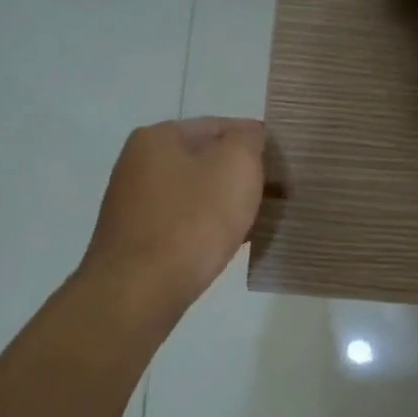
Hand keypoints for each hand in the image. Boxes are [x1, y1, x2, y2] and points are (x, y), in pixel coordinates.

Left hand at [82, 117, 265, 312]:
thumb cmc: (193, 220)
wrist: (139, 290)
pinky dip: (207, 227)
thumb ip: (249, 140)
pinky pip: (183, 222)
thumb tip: (249, 137)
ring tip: (259, 221)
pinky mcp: (136, 238)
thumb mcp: (236, 165)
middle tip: (277, 194)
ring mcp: (134, 202)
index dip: (256, 141)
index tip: (284, 165)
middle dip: (240, 175)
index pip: (220, 126)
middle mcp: (138, 163)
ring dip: (225, 203)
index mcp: (158, 136)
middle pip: (205, 160)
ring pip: (195, 193)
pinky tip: (229, 243)